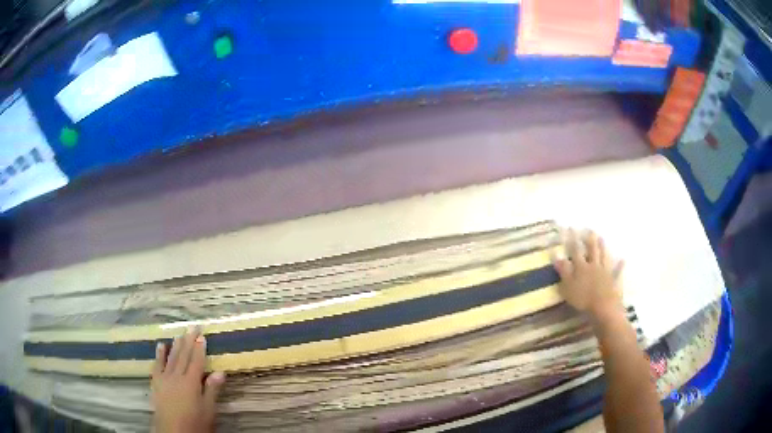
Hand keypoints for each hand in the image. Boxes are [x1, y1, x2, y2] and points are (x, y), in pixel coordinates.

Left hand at [152, 327, 224, 432]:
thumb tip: (220, 372)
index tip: (202, 335)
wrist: (172, 431)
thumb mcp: (208, 410)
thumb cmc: (194, 423)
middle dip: (188, 341)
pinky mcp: (156, 382)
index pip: (196, 362)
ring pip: (171, 357)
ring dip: (175, 344)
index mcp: (191, 383)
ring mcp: (165, 378)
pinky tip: (161, 346)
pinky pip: (157, 364)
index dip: (200, 348)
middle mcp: (177, 376)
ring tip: (179, 333)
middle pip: (183, 356)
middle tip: (192, 327)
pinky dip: (159, 354)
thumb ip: (212, 390)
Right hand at [552, 229, 623, 317]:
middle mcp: (594, 265)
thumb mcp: (568, 286)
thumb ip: (563, 271)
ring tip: (602, 238)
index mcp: (581, 267)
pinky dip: (619, 265)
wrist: (603, 307)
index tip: (571, 228)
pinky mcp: (613, 280)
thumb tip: (557, 255)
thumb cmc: (583, 298)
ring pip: (604, 256)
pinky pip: (617, 271)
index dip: (573, 240)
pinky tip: (623, 260)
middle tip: (590, 229)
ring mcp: (605, 272)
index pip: (576, 251)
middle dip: (590, 240)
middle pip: (592, 250)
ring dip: (603, 247)